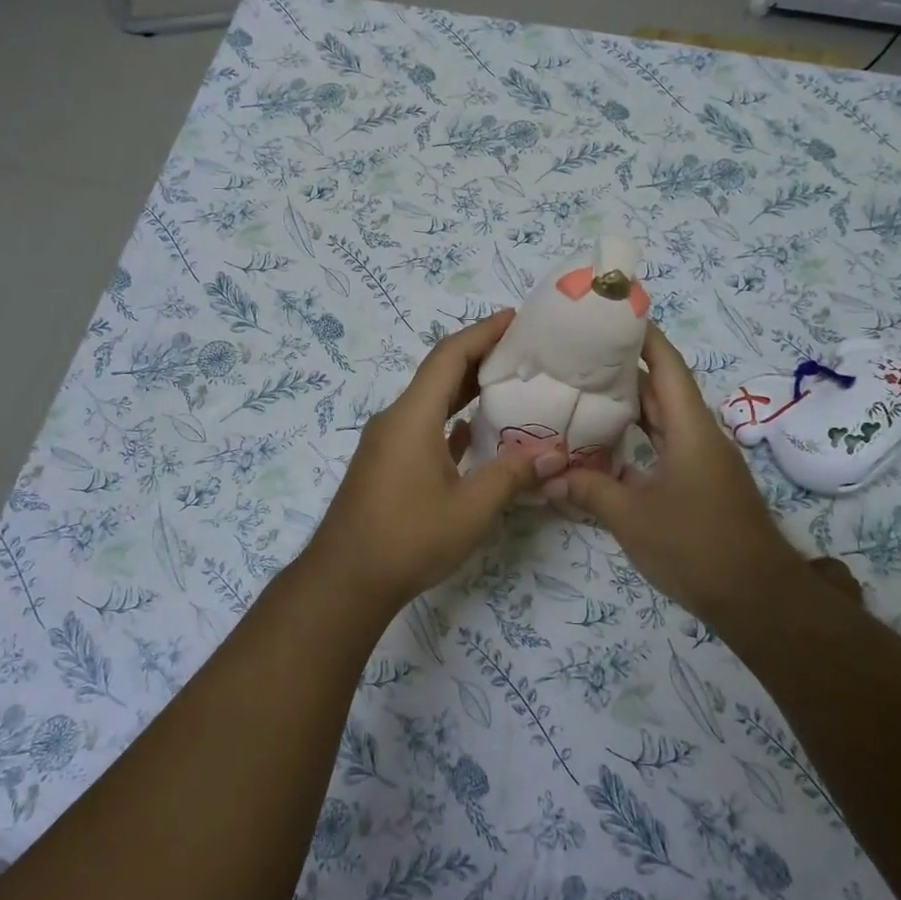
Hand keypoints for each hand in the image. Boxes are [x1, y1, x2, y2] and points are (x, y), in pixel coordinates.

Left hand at [298, 311, 563, 608]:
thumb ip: (512, 475)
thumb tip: (554, 454)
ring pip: (431, 402)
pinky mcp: (387, 465)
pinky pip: (423, 428)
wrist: (346, 580)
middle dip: (479, 357)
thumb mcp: (471, 509)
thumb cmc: (408, 539)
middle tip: (523, 351)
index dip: (482, 333)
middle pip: (439, 374)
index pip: (449, 357)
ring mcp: (388, 443)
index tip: (515, 318)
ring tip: (508, 385)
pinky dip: (451, 421)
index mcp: (412, 417)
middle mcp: (396, 420)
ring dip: (466, 390)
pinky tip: (475, 431)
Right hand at [544, 323, 808, 616]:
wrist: (756, 597)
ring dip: (631, 405)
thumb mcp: (632, 518)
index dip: (644, 337)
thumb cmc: (695, 546)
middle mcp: (700, 435)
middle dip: (625, 369)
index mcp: (690, 429)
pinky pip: (665, 445)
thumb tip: (551, 476)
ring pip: (663, 418)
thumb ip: (590, 491)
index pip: (668, 366)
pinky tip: (607, 444)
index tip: (613, 315)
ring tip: (585, 391)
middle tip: (579, 355)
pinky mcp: (702, 483)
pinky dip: (638, 437)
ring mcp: (703, 460)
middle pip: (663, 389)